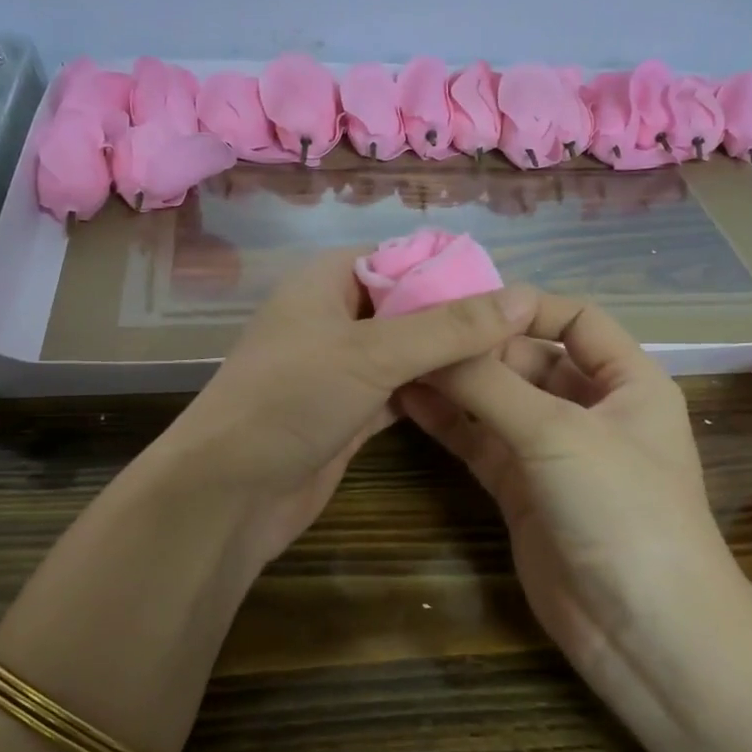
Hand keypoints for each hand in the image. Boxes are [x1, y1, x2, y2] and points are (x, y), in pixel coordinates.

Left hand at [159, 250, 537, 573]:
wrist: (228, 493)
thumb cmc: (292, 399)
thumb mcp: (373, 353)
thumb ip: (448, 327)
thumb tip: (522, 297)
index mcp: (325, 282)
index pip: (398, 258)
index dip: (449, 269)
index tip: (508, 289)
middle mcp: (331, 319)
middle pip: (406, 306)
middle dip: (457, 316)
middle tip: (522, 330)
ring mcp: (338, 369)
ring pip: (405, 352)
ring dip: (448, 357)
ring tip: (513, 359)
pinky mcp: (347, 413)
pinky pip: (399, 391)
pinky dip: (432, 392)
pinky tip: (477, 396)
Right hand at [399, 293, 751, 692]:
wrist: (642, 630)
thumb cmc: (621, 509)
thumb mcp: (558, 433)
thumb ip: (491, 384)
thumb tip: (433, 340)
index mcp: (627, 381)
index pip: (576, 320)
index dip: (525, 306)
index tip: (464, 302)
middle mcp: (590, 409)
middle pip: (528, 359)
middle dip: (478, 346)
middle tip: (414, 328)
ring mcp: (552, 452)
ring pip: (498, 401)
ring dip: (456, 383)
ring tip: (398, 357)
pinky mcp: (520, 490)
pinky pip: (480, 442)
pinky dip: (449, 422)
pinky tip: (407, 401)